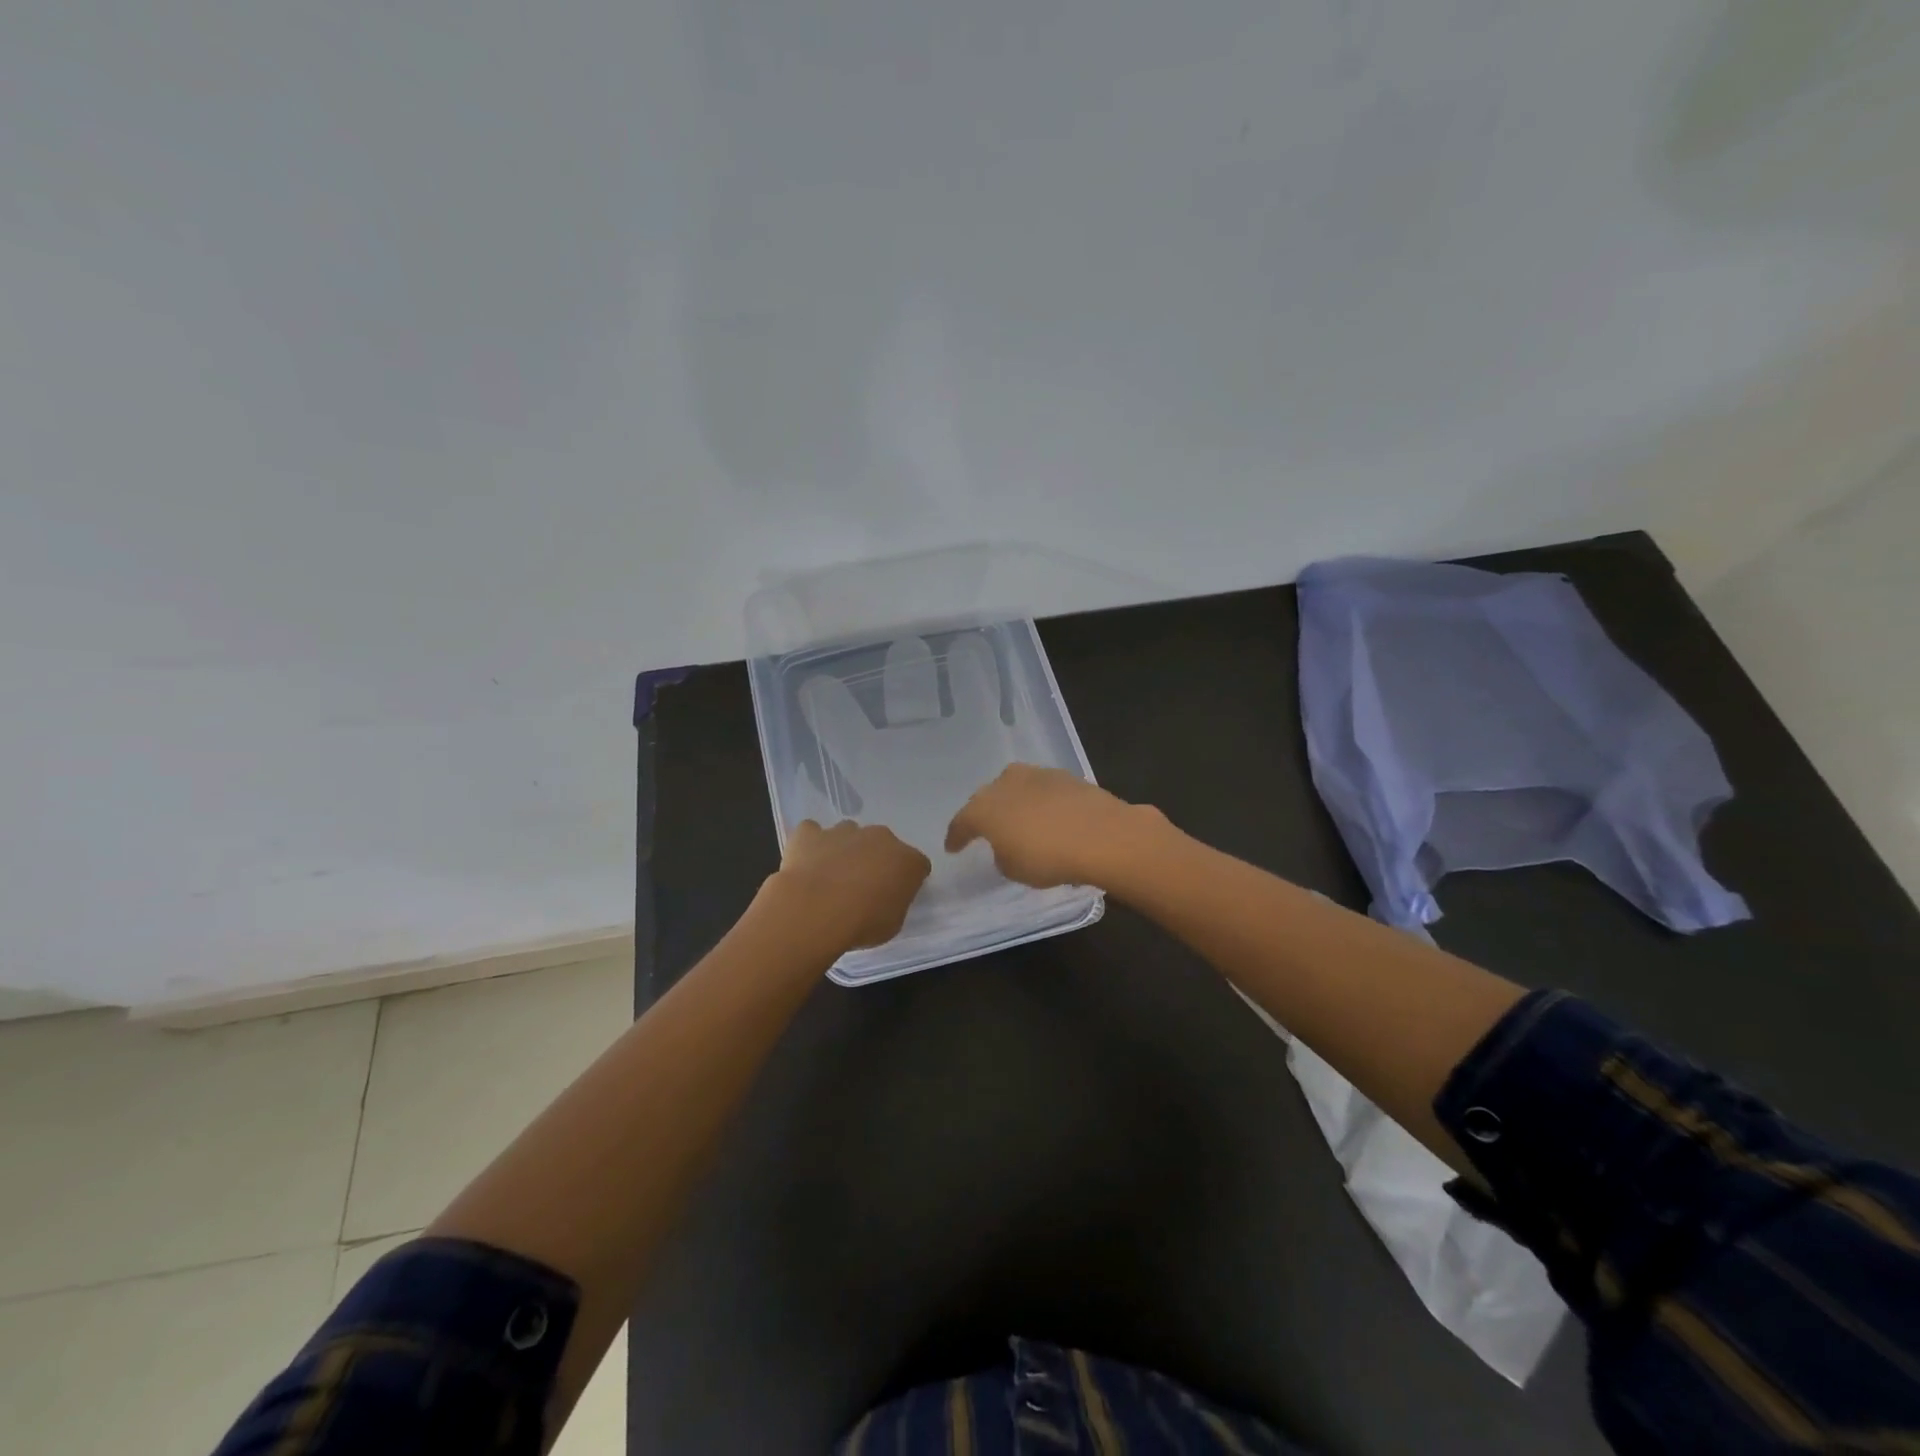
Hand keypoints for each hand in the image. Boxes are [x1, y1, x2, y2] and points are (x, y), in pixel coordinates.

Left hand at [766, 819, 931, 953]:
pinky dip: (810, 845)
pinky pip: (812, 833)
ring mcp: (844, 831)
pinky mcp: (811, 833)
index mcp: (907, 860)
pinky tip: (805, 863)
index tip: (895, 897)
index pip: (917, 865)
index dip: (907, 880)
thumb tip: (885, 897)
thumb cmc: (862, 923)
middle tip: (861, 888)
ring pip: (849, 835)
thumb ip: (894, 903)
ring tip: (830, 878)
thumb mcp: (892, 924)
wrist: (815, 910)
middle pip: (883, 844)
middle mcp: (880, 837)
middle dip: (875, 860)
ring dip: (845, 850)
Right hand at [945, 764, 1166, 889]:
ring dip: (1015, 803)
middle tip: (987, 830)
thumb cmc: (1048, 857)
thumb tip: (1008, 844)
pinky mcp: (1066, 776)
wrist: (1102, 835)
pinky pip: (1043, 791)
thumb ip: (1003, 855)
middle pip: (987, 798)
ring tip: (1021, 822)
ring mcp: (1037, 775)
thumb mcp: (1014, 869)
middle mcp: (1005, 783)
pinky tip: (1050, 818)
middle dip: (985, 813)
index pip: (961, 822)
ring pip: (1016, 788)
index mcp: (984, 808)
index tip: (953, 847)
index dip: (956, 836)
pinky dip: (1042, 803)